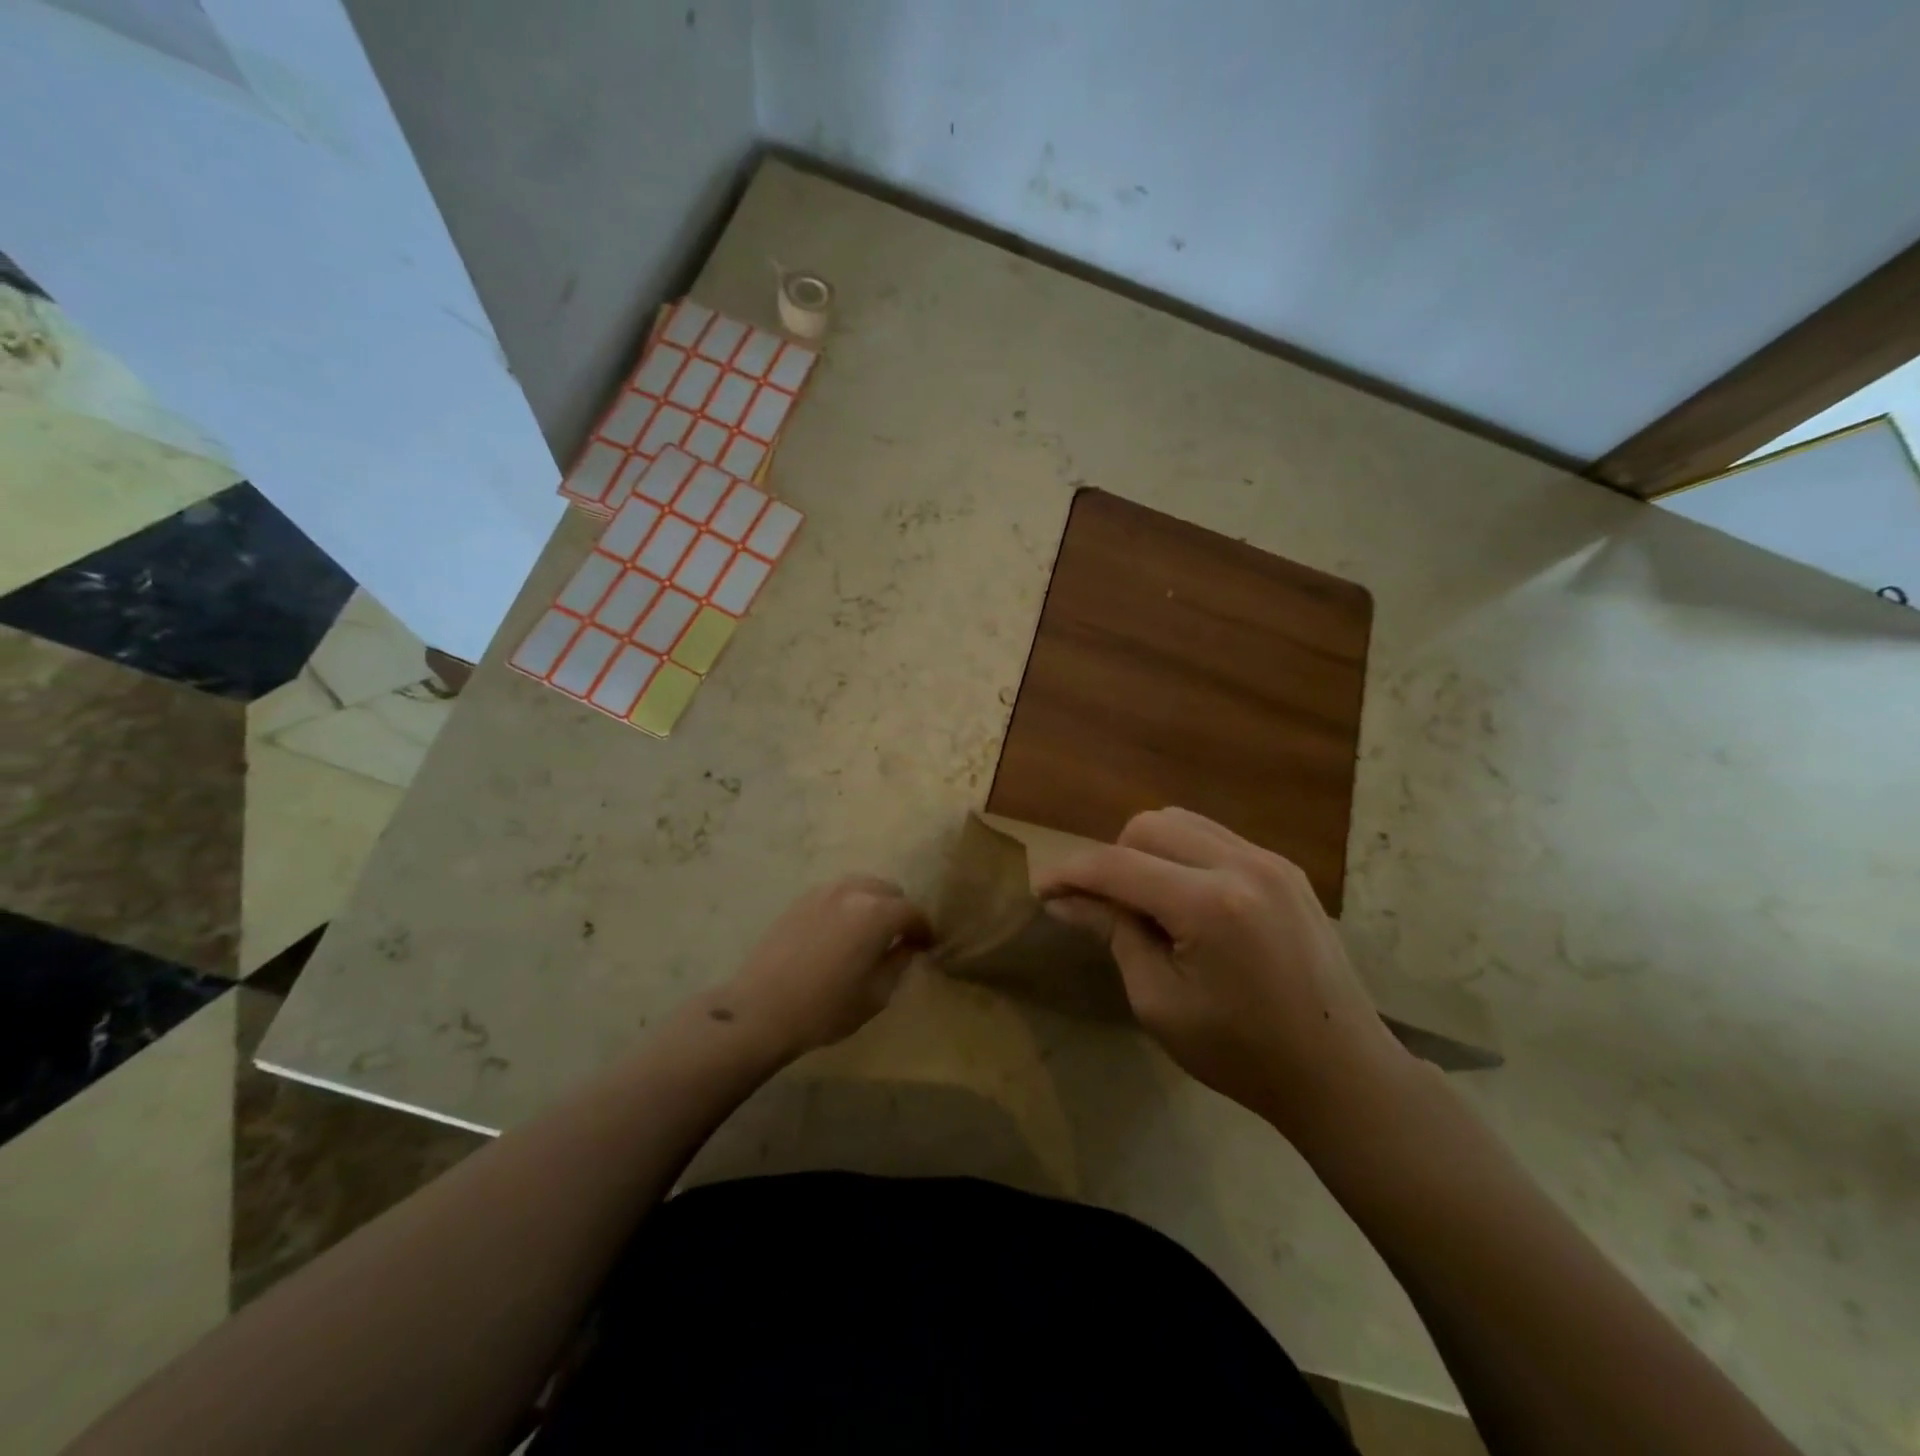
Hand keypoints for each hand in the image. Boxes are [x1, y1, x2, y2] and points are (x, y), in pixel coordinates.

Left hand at [717, 876, 931, 1058]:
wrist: (760, 1010)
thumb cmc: (825, 1009)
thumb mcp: (876, 994)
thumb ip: (898, 962)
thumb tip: (907, 946)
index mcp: (876, 913)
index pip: (912, 912)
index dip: (924, 929)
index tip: (927, 946)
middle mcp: (852, 892)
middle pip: (888, 890)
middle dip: (899, 911)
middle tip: (899, 938)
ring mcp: (823, 892)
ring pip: (861, 886)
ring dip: (874, 903)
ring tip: (870, 932)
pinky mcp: (800, 900)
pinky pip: (836, 893)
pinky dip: (848, 905)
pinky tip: (842, 931)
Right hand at [1036, 808, 1413, 1145]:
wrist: (1341, 1072)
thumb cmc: (1241, 1053)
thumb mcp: (1159, 1002)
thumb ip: (1113, 934)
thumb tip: (1064, 899)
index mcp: (1210, 905)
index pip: (1118, 865)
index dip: (1071, 873)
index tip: (1041, 889)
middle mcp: (1242, 865)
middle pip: (1147, 826)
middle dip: (1112, 859)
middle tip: (1106, 908)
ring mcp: (1270, 860)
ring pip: (1181, 822)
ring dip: (1147, 852)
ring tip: (1147, 904)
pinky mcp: (1285, 868)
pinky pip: (1214, 838)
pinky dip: (1183, 856)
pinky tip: (1186, 902)